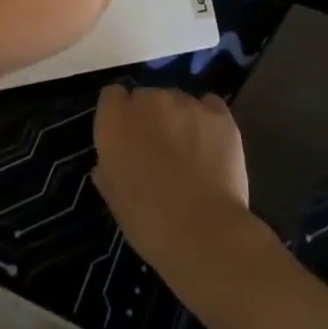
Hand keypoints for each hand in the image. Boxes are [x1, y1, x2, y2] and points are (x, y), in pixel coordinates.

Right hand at [92, 85, 267, 281]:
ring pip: (178, 101)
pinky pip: (209, 105)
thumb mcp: (114, 198)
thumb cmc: (148, 222)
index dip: (119, 115)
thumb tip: (111, 160)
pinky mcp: (219, 114)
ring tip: (190, 153)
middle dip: (151, 117)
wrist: (203, 232)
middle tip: (159, 150)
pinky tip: (211, 145)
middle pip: (146, 96)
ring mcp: (186, 104)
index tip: (126, 137)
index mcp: (116, 120)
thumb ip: (108, 166)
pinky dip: (208, 120)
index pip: (112, 96)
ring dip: (179, 119)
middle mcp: (149, 100)